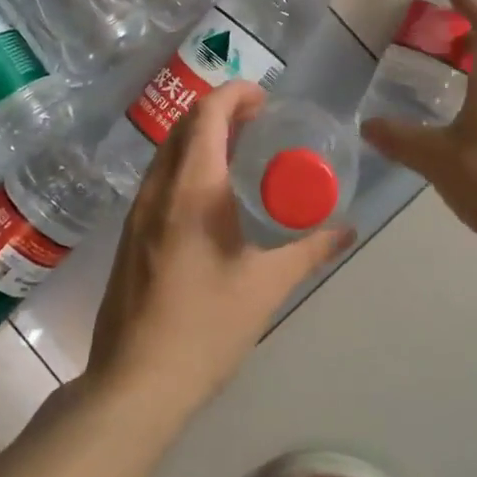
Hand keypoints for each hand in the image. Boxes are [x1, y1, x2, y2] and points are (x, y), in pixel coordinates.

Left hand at [86, 81, 352, 414]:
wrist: (135, 383)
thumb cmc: (206, 328)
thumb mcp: (267, 286)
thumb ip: (310, 250)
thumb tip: (348, 229)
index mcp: (193, 189)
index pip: (207, 114)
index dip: (235, 94)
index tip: (265, 100)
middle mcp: (159, 188)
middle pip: (184, 124)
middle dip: (220, 110)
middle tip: (258, 122)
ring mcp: (138, 210)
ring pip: (167, 149)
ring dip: (200, 136)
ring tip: (239, 152)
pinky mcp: (129, 233)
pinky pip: (159, 176)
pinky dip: (186, 163)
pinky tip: (210, 195)